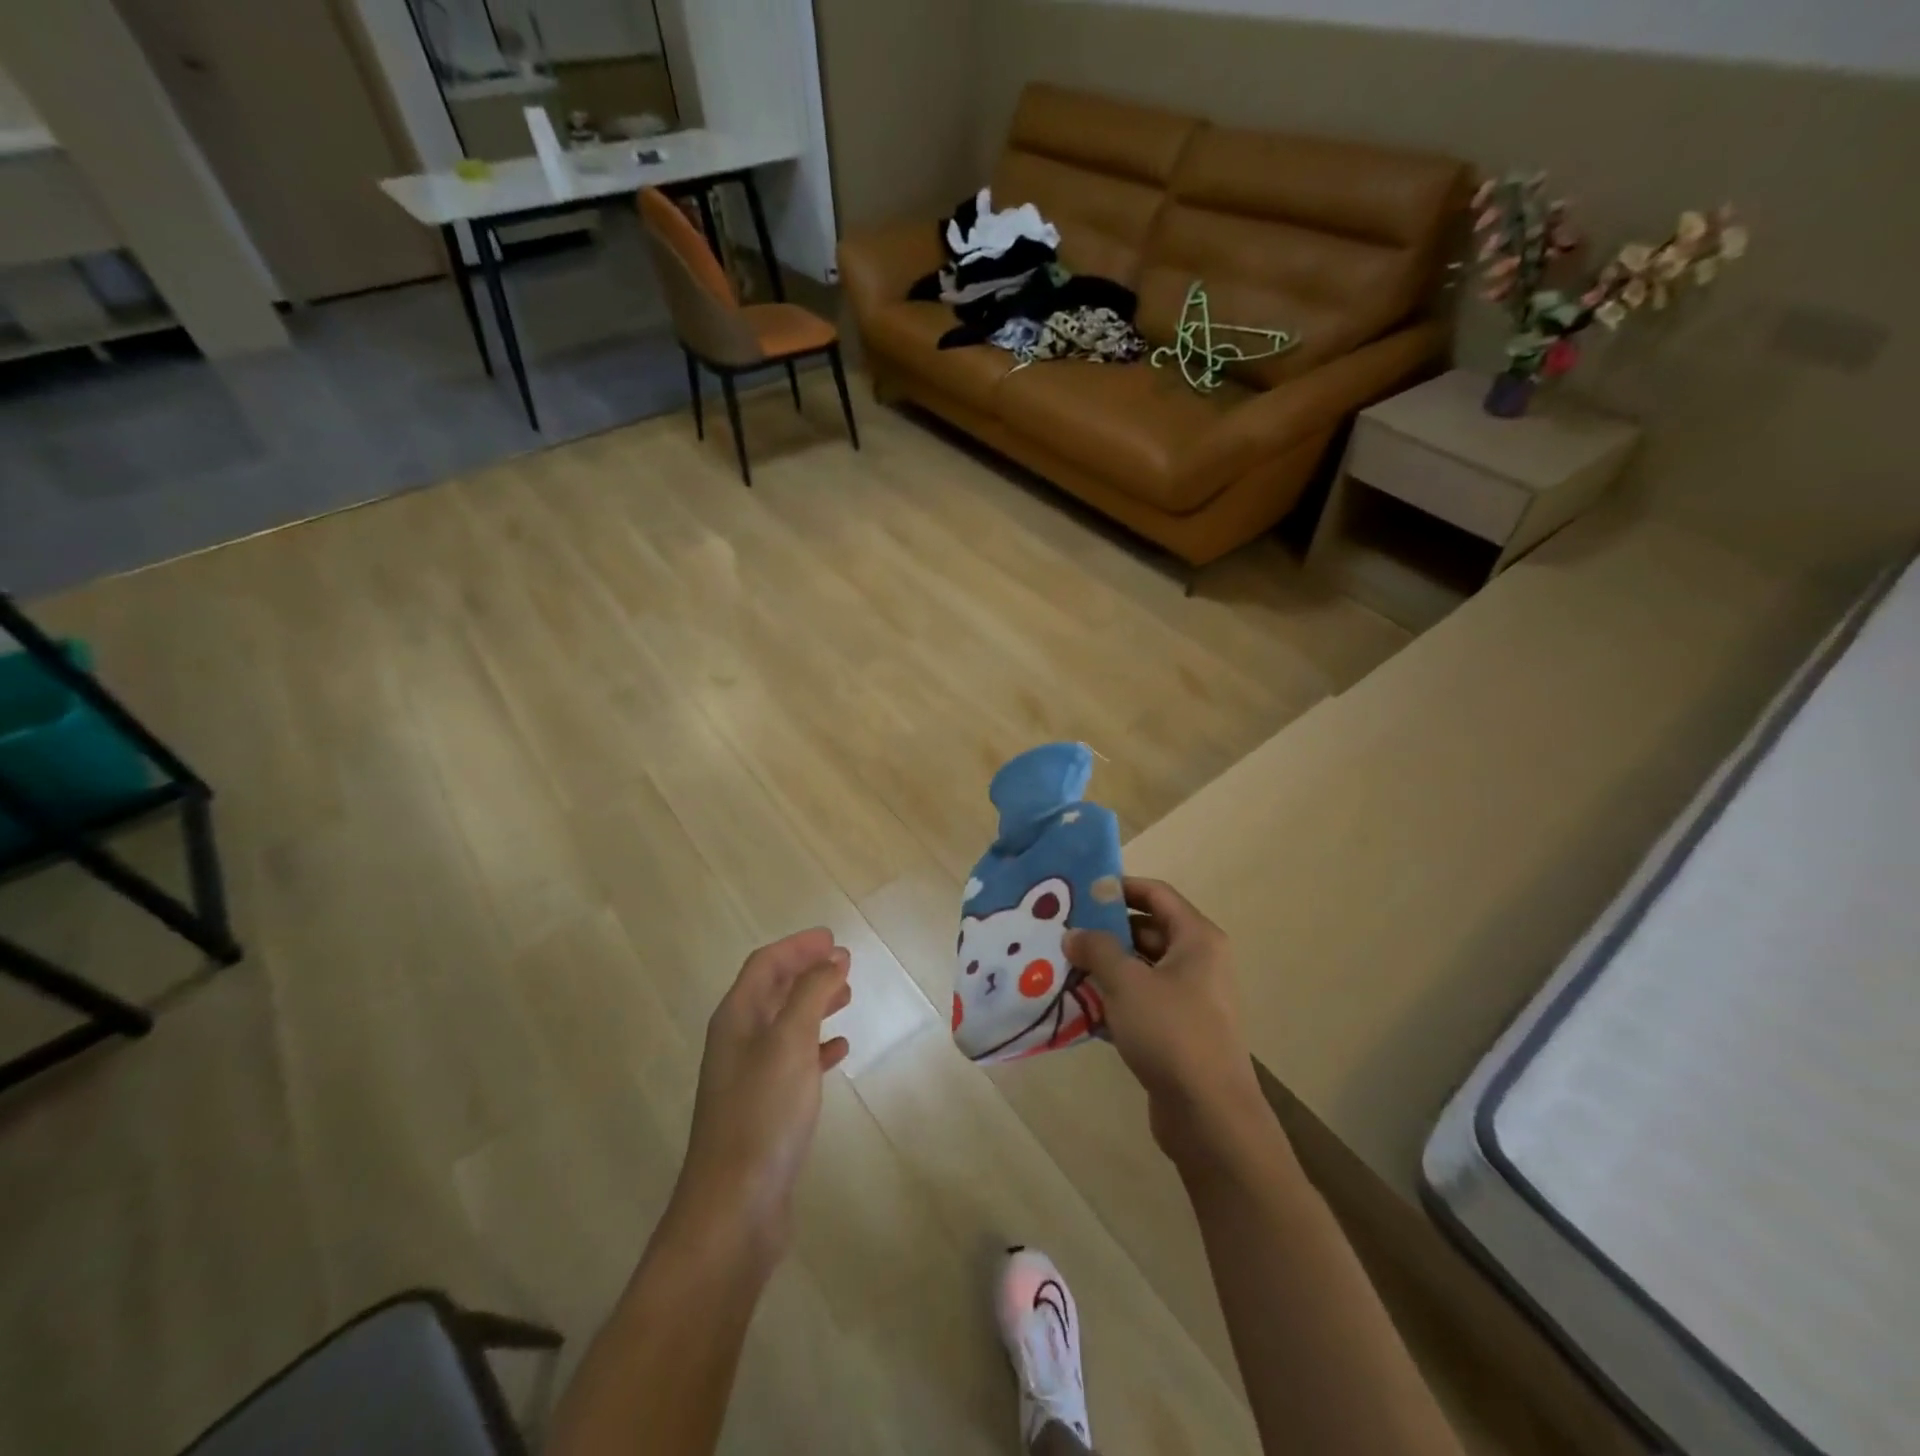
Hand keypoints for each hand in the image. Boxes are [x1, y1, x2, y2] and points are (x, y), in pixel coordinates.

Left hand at [672, 928, 851, 1267]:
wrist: (735, 1208)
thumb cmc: (762, 1113)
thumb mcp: (790, 1041)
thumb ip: (811, 993)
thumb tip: (832, 958)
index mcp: (736, 1018)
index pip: (766, 964)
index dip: (798, 946)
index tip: (833, 938)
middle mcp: (738, 1042)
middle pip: (773, 990)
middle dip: (806, 971)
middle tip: (845, 963)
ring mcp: (750, 1077)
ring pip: (785, 1024)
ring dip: (814, 1004)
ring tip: (847, 996)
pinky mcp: (765, 1109)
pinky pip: (794, 1061)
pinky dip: (817, 1046)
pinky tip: (839, 1050)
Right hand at [1065, 879, 1269, 1176]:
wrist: (1209, 1115)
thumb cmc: (1171, 1032)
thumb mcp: (1126, 982)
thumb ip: (1097, 949)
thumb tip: (1074, 934)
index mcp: (1197, 939)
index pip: (1156, 894)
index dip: (1119, 888)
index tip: (1080, 892)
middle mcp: (1198, 961)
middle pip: (1147, 930)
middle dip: (1105, 932)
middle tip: (1063, 932)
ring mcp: (1190, 998)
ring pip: (1141, 968)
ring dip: (1105, 968)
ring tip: (1062, 967)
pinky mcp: (1178, 1031)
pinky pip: (1141, 1002)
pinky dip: (1113, 1000)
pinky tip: (1078, 1006)